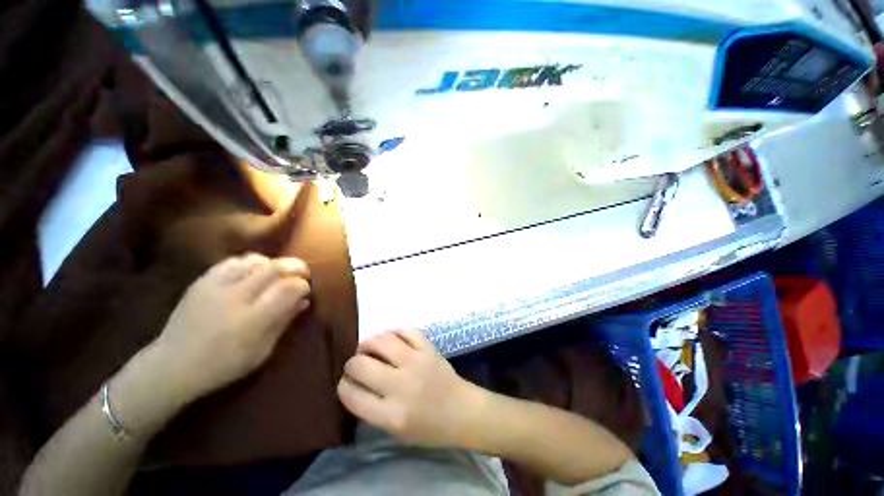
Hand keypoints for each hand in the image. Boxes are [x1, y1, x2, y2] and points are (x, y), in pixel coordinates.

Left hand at [148, 253, 311, 401]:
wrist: (172, 365)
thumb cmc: (223, 365)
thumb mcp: (262, 351)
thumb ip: (283, 322)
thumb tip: (304, 301)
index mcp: (253, 319)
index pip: (288, 288)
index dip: (303, 285)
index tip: (306, 289)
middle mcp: (236, 298)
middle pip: (274, 268)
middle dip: (294, 267)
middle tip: (302, 272)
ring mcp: (216, 287)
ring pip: (254, 261)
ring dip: (273, 263)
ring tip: (278, 271)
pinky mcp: (202, 282)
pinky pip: (232, 262)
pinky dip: (250, 262)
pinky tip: (254, 270)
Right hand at [337, 329, 485, 446]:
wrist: (462, 410)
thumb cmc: (429, 427)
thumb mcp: (395, 431)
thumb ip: (372, 409)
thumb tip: (354, 383)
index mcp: (391, 414)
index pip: (352, 394)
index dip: (343, 385)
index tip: (346, 382)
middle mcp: (401, 385)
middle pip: (361, 365)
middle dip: (351, 364)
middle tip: (356, 364)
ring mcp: (417, 361)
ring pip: (381, 340)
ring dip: (368, 342)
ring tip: (369, 347)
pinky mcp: (428, 348)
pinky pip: (406, 330)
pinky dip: (394, 331)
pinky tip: (390, 338)